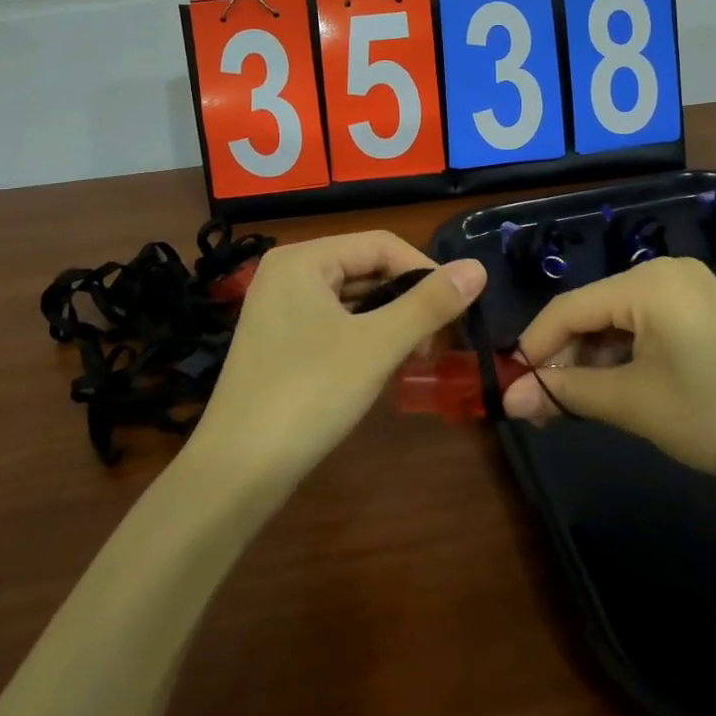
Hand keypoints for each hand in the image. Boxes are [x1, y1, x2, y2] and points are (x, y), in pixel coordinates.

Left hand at [188, 231, 485, 490]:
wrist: (236, 471)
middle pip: (365, 268)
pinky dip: (363, 336)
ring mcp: (278, 307)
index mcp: (303, 259)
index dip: (425, 272)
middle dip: (406, 300)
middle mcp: (287, 272)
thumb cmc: (309, 395)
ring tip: (413, 357)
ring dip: (388, 320)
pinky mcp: (278, 340)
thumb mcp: (377, 346)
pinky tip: (380, 365)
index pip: (381, 244)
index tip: (455, 313)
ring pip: (351, 297)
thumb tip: (479, 268)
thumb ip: (429, 304)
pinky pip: (333, 321)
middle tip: (434, 344)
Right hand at [503, 256, 715, 503]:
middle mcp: (666, 273)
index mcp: (647, 281)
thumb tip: (508, 401)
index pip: (569, 308)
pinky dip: (623, 359)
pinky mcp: (705, 314)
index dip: (534, 348)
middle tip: (540, 408)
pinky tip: (611, 392)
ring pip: (618, 323)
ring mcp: (690, 291)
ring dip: (592, 363)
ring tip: (572, 407)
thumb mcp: (633, 404)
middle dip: (564, 360)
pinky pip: (646, 328)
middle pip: (593, 312)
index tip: (509, 387)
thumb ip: (565, 394)